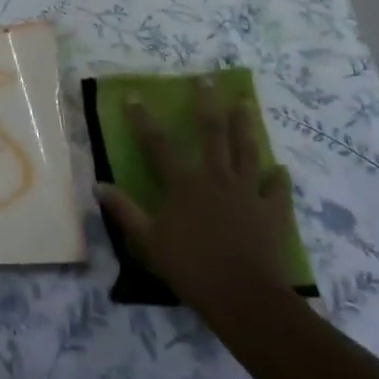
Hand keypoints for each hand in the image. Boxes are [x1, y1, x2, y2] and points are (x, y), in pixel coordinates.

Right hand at [96, 95, 297, 328]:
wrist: (245, 298)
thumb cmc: (191, 268)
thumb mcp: (148, 242)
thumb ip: (124, 211)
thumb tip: (98, 184)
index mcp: (183, 184)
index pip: (157, 144)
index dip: (143, 120)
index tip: (134, 96)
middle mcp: (215, 178)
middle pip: (211, 133)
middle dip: (207, 104)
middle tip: (208, 79)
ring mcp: (246, 193)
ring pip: (246, 151)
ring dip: (245, 125)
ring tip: (245, 103)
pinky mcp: (272, 212)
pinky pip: (277, 190)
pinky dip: (278, 179)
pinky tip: (280, 169)